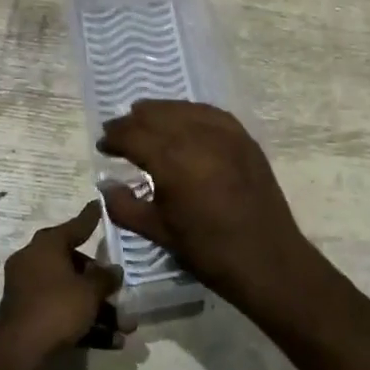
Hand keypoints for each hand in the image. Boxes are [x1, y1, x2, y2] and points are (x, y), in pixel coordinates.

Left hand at [0, 202, 125, 369]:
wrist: (20, 352)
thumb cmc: (57, 307)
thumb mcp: (89, 291)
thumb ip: (105, 278)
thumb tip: (114, 271)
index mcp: (46, 246)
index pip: (74, 226)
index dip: (91, 218)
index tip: (101, 206)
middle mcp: (34, 262)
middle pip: (75, 265)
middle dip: (101, 282)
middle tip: (121, 289)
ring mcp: (30, 290)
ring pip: (71, 293)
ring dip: (99, 309)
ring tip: (126, 327)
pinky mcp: (30, 316)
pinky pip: (62, 312)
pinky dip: (84, 323)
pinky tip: (112, 342)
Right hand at [97, 101, 322, 312]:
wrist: (267, 259)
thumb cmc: (208, 251)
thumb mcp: (158, 232)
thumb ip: (124, 206)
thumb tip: (106, 185)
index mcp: (172, 161)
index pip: (133, 135)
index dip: (114, 138)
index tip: (103, 145)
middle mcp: (197, 137)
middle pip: (156, 116)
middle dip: (133, 122)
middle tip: (118, 131)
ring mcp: (225, 134)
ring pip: (183, 109)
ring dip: (159, 112)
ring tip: (144, 118)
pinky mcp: (244, 138)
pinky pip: (211, 114)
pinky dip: (190, 112)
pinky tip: (183, 119)